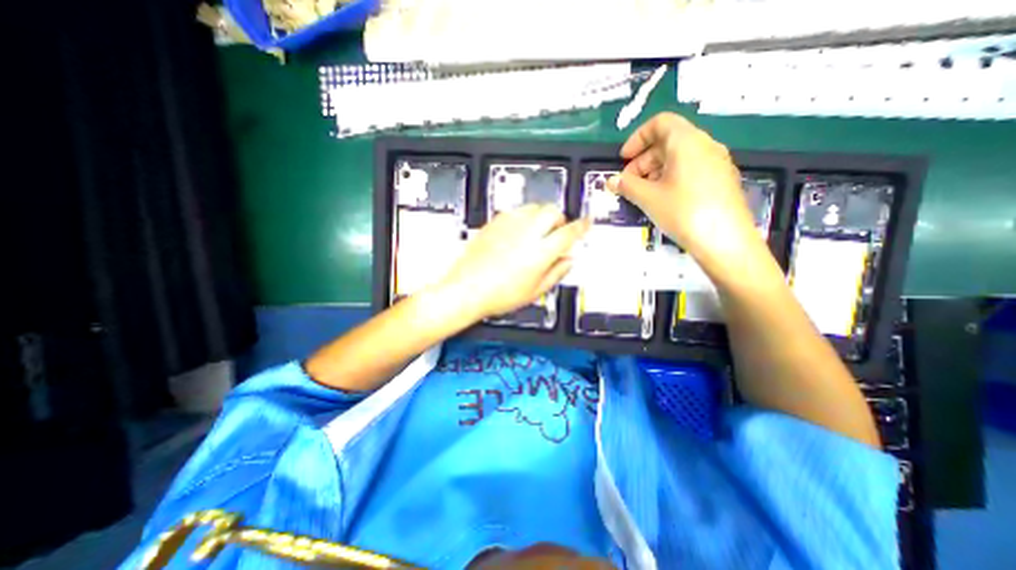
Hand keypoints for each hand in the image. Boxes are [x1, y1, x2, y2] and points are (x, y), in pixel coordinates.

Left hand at [434, 204, 591, 323]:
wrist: (466, 289)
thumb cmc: (498, 295)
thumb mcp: (534, 291)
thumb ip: (556, 272)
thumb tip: (569, 260)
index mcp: (540, 252)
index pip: (568, 232)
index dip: (581, 226)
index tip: (586, 223)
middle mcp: (526, 233)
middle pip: (552, 211)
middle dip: (559, 219)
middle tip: (556, 233)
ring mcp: (508, 225)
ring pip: (534, 207)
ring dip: (541, 217)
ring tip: (536, 233)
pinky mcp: (494, 222)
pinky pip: (515, 211)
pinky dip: (523, 218)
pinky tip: (518, 233)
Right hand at [606, 112, 766, 276]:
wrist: (725, 240)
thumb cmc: (683, 212)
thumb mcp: (648, 198)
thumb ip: (627, 185)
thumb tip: (611, 181)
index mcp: (687, 142)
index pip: (660, 123)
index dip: (637, 138)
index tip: (623, 159)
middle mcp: (705, 146)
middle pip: (668, 141)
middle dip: (643, 159)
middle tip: (628, 182)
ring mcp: (716, 163)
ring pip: (679, 157)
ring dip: (655, 170)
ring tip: (642, 193)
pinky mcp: (721, 180)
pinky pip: (691, 169)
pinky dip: (671, 177)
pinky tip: (662, 199)